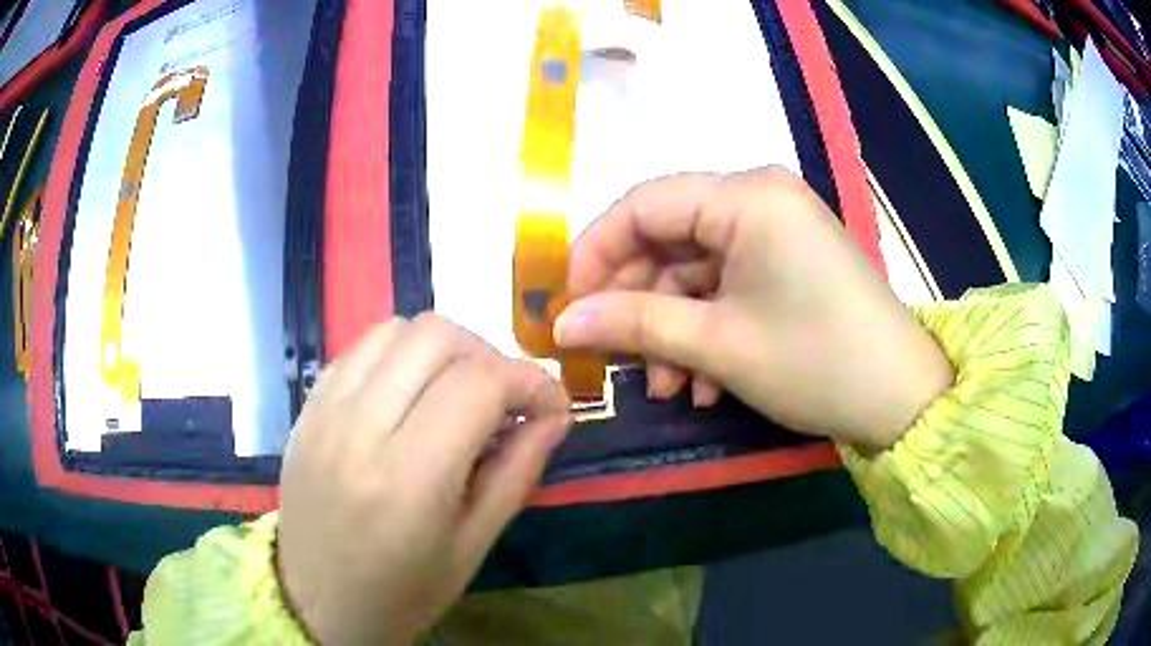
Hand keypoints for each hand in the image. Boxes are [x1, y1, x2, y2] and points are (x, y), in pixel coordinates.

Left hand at [277, 315, 570, 644]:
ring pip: (397, 329)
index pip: (479, 384)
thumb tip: (555, 415)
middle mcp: (360, 429)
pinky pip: (360, 349)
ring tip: (458, 392)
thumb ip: (518, 471)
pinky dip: (400, 355)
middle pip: (436, 337)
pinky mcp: (307, 407)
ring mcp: (325, 411)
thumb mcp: (474, 545)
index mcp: (409, 479)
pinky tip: (410, 394)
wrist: (318, 601)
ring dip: (443, 349)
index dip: (531, 381)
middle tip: (505, 400)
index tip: (552, 405)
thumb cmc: (403, 590)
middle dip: (489, 356)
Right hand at [554, 167, 952, 449]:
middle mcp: (759, 197)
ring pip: (696, 271)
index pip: (642, 205)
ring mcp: (777, 230)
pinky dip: (707, 330)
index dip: (595, 254)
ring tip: (669, 390)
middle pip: (668, 239)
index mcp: (745, 195)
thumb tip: (562, 324)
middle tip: (616, 361)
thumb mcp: (718, 345)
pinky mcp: (788, 261)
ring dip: (673, 329)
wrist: (902, 398)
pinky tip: (705, 383)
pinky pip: (728, 285)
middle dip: (638, 304)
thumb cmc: (814, 362)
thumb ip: (633, 323)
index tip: (567, 307)